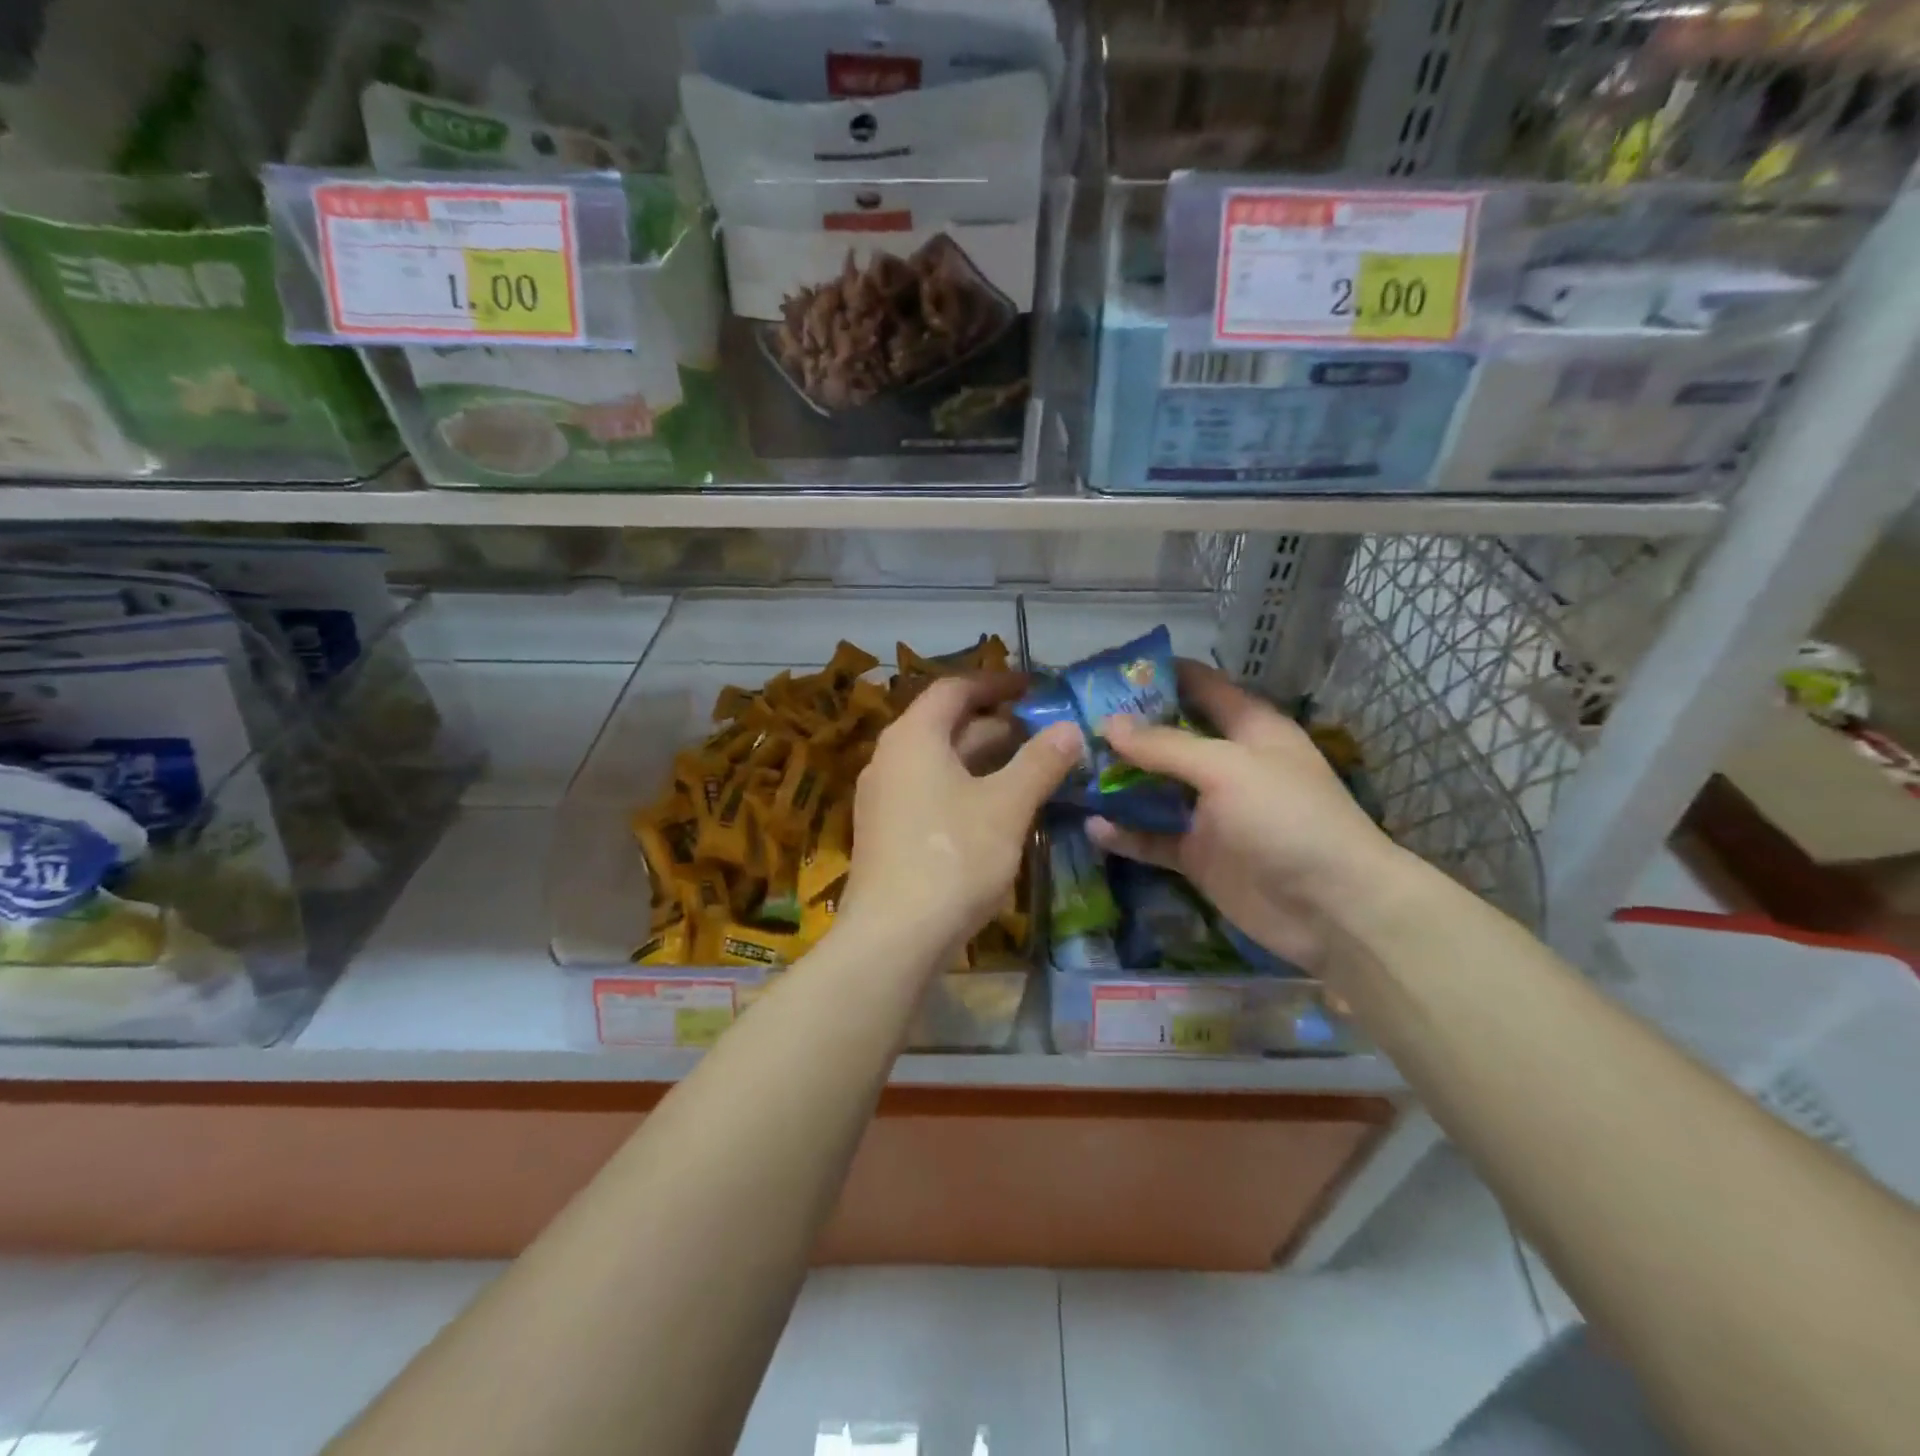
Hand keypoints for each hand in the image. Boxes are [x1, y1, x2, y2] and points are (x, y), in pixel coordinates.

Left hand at [842, 673, 1081, 965]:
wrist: (893, 937)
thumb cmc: (953, 857)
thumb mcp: (1007, 806)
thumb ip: (1040, 763)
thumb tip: (1070, 729)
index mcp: (914, 737)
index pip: (954, 689)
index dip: (995, 683)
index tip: (1032, 688)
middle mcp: (890, 758)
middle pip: (946, 726)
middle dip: (996, 726)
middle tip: (1043, 733)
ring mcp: (884, 798)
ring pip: (940, 763)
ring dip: (984, 761)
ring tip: (1030, 769)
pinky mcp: (886, 832)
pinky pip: (930, 792)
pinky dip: (965, 789)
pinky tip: (997, 811)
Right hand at [1086, 661, 1400, 974]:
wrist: (1330, 908)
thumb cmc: (1287, 818)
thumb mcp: (1226, 768)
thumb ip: (1165, 746)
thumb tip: (1108, 724)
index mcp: (1248, 729)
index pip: (1202, 686)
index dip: (1160, 674)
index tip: (1108, 671)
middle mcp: (1227, 765)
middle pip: (1169, 738)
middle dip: (1124, 730)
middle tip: (1070, 722)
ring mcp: (1210, 812)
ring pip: (1154, 788)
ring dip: (1117, 781)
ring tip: (1069, 770)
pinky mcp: (1198, 854)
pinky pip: (1152, 837)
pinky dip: (1125, 833)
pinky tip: (1091, 825)